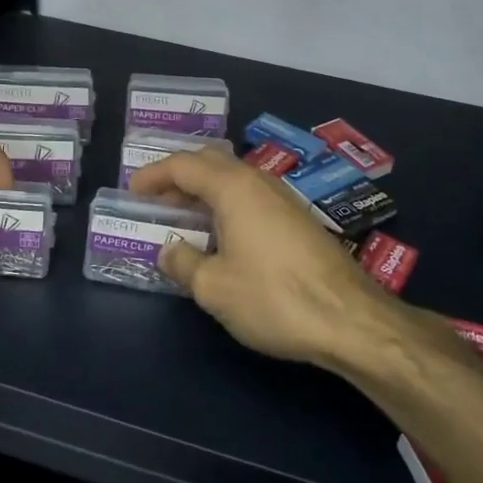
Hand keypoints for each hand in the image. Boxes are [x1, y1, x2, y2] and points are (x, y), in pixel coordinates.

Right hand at [128, 146, 395, 365]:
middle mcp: (259, 182)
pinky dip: (227, 205)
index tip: (132, 191)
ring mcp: (284, 199)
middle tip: (155, 200)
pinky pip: (252, 197)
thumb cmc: (273, 298)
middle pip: (211, 163)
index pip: (184, 165)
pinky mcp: (299, 220)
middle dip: (179, 177)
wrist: (349, 319)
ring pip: (234, 180)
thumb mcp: (214, 288)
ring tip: (183, 216)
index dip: (154, 175)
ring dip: (204, 192)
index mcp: (234, 187)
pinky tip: (222, 235)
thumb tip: (168, 250)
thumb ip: (183, 263)